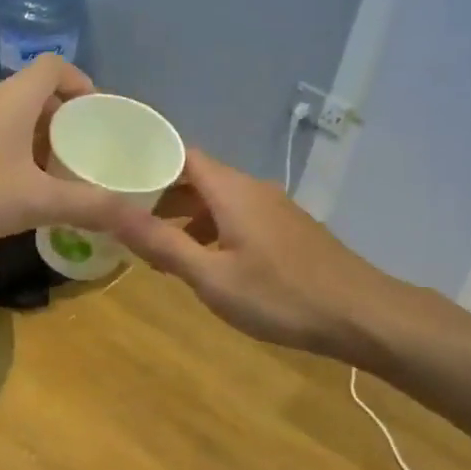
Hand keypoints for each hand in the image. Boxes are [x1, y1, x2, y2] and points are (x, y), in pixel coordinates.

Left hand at [0, 56, 129, 252]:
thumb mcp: (35, 200)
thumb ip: (90, 206)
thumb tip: (141, 219)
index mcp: (10, 99)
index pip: (53, 67)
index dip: (82, 82)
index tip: (105, 116)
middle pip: (37, 99)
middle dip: (69, 123)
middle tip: (96, 155)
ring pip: (15, 130)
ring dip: (44, 148)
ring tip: (71, 180)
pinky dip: (20, 169)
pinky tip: (31, 201)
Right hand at [110, 148, 398, 358]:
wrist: (361, 314)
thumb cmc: (280, 296)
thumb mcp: (211, 277)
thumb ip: (160, 242)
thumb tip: (109, 209)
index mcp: (231, 190)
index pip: (179, 154)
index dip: (145, 162)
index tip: (113, 179)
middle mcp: (253, 188)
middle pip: (198, 177)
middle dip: (161, 195)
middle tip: (127, 220)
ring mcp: (275, 208)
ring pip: (219, 200)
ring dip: (186, 217)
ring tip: (158, 249)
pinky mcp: (288, 229)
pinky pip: (238, 216)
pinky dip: (212, 229)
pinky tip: (206, 262)